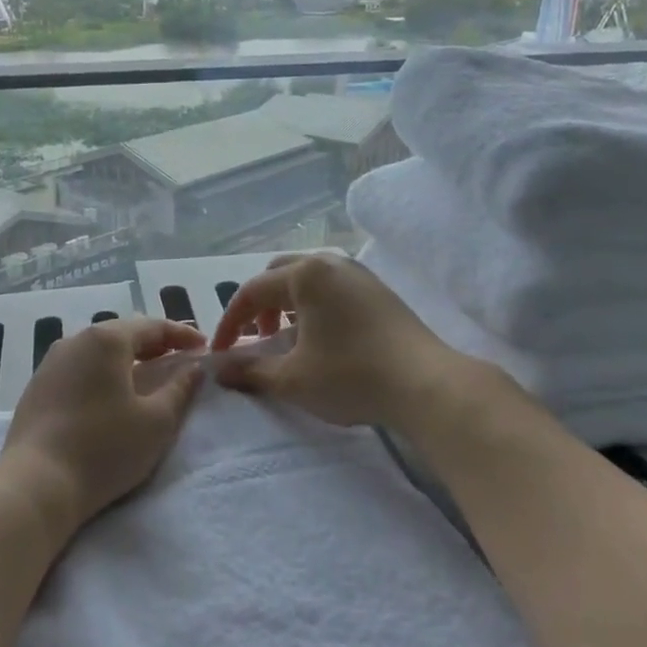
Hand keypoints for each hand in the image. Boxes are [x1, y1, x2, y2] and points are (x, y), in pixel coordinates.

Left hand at [0, 316, 206, 531]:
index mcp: (107, 340)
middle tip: (180, 358)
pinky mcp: (38, 385)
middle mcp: (76, 339)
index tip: (204, 347)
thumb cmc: (104, 449)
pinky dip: (103, 372)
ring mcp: (52, 361)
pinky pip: (80, 367)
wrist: (35, 485)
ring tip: (148, 374)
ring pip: (99, 350)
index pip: (153, 326)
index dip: (182, 335)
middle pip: (124, 333)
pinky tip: (111, 393)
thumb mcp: (156, 422)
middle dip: (154, 344)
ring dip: (127, 358)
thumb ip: (180, 389)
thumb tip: (195, 368)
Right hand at [209, 253, 484, 427]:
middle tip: (258, 339)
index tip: (221, 352)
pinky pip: (333, 286)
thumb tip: (219, 369)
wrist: (427, 384)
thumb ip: (251, 370)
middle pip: (280, 274)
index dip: (231, 322)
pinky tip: (323, 337)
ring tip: (289, 338)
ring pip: (308, 278)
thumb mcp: (293, 379)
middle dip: (260, 305)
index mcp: (304, 274)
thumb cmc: (352, 376)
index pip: (252, 291)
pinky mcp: (379, 290)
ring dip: (288, 303)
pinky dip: (315, 304)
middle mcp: (330, 263)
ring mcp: (358, 273)